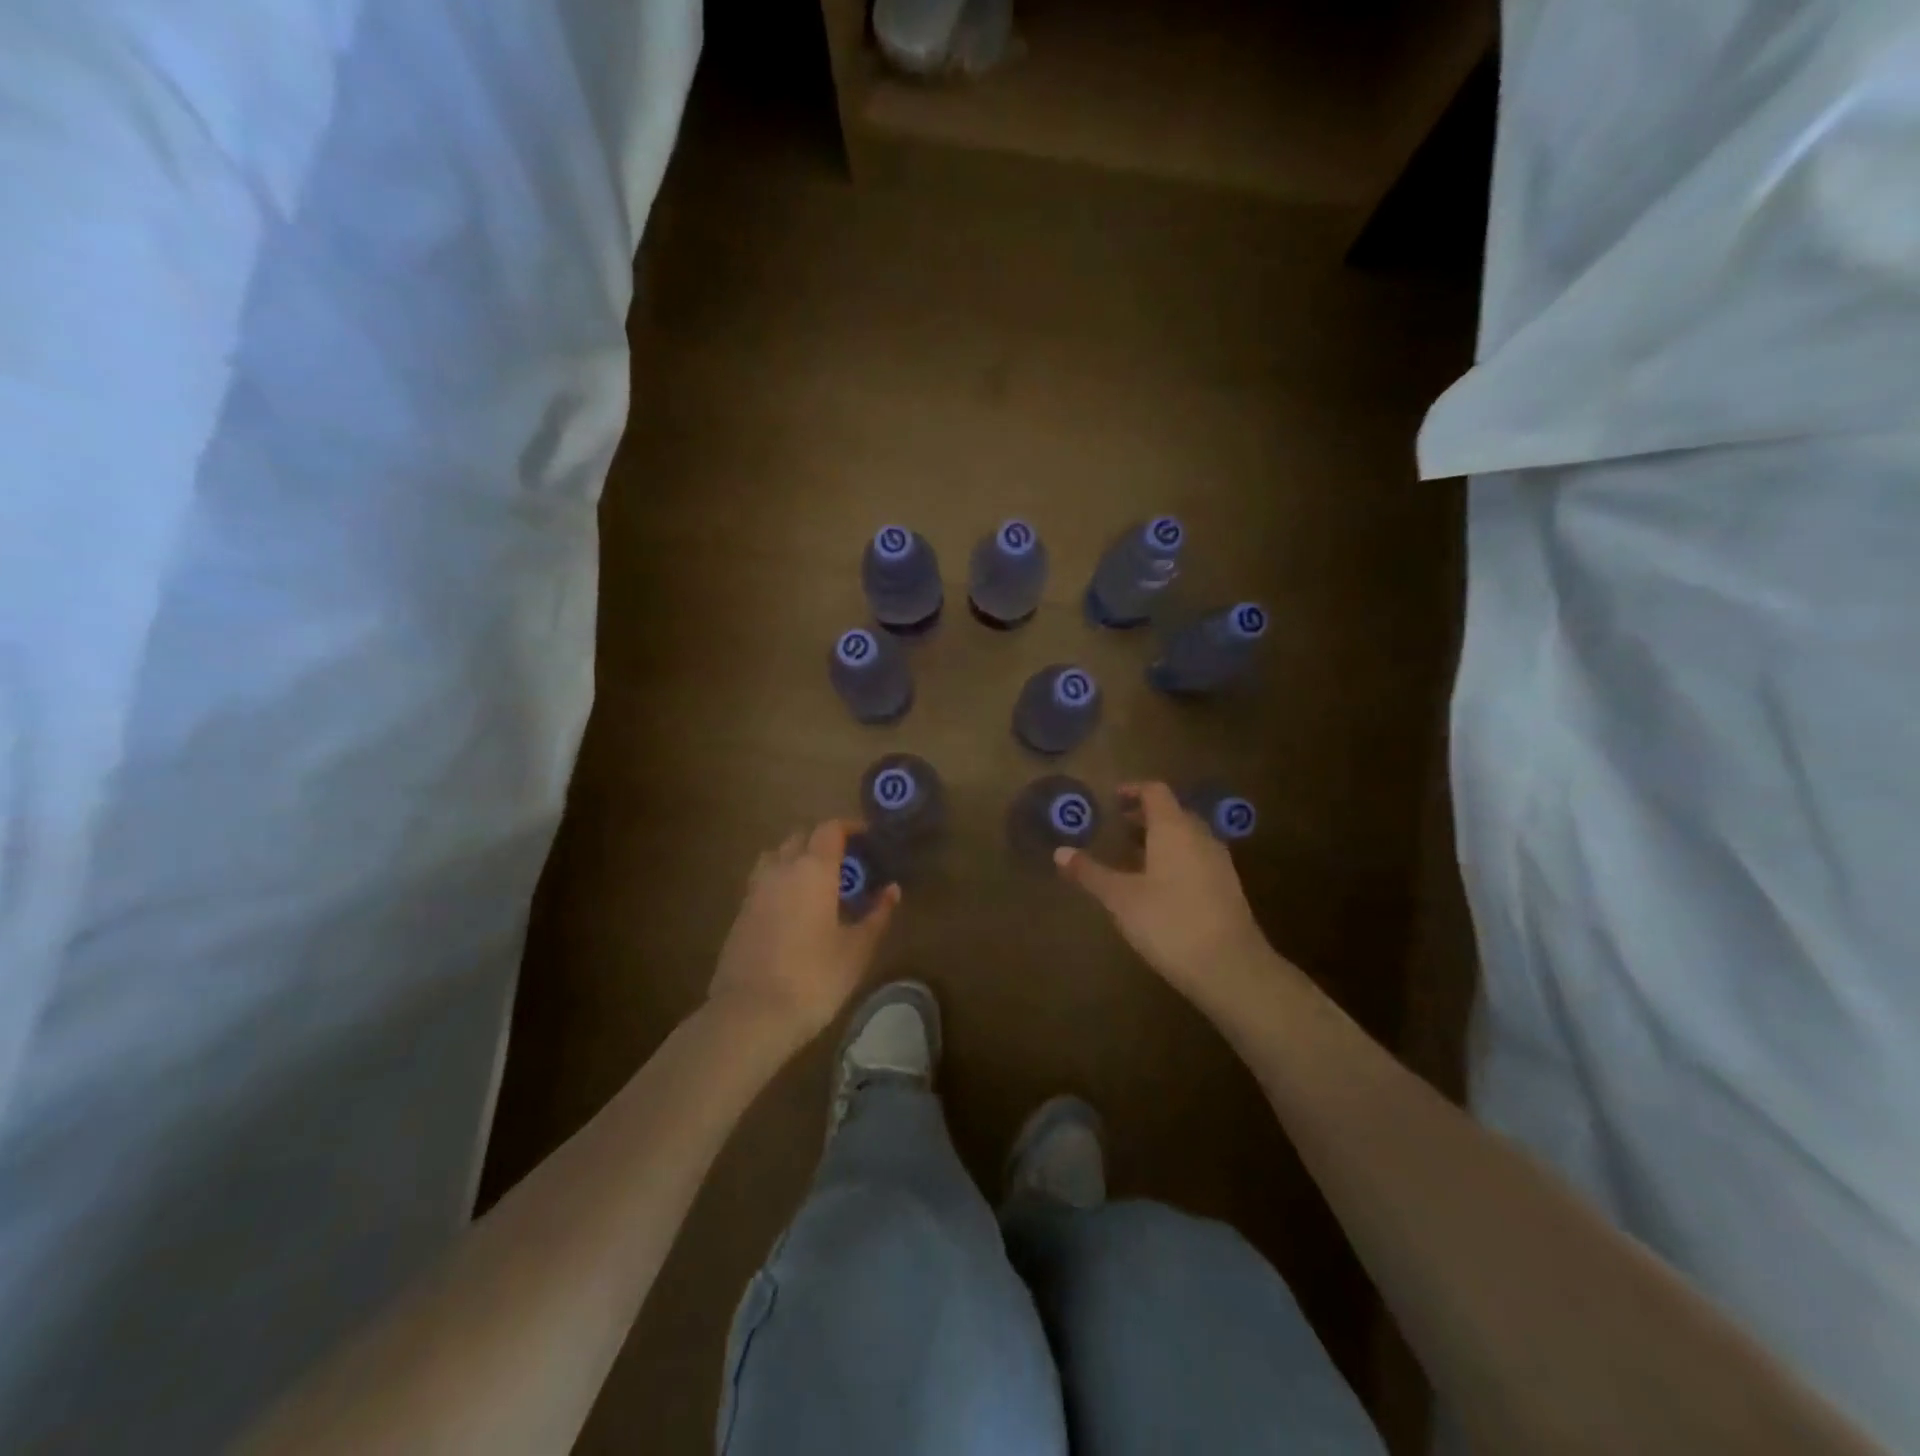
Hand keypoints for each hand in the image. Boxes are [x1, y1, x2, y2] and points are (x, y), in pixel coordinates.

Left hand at [709, 820, 899, 1043]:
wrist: (750, 1015)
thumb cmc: (814, 977)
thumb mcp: (857, 949)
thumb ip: (876, 915)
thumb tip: (891, 890)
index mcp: (813, 869)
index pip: (830, 829)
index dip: (850, 827)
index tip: (868, 838)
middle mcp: (781, 869)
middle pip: (801, 838)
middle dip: (823, 843)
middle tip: (847, 866)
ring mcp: (755, 890)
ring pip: (776, 857)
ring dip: (797, 860)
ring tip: (817, 885)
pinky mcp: (740, 914)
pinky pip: (763, 883)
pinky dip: (781, 883)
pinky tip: (795, 911)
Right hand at [1055, 782, 1267, 1001]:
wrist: (1230, 967)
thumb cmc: (1168, 922)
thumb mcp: (1120, 898)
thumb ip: (1090, 873)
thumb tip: (1060, 852)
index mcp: (1174, 829)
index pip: (1155, 792)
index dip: (1133, 790)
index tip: (1112, 799)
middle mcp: (1200, 836)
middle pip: (1173, 813)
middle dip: (1145, 817)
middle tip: (1117, 829)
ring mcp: (1219, 862)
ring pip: (1187, 838)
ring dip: (1161, 840)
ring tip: (1134, 858)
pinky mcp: (1228, 888)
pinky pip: (1198, 859)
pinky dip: (1176, 860)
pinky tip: (1159, 887)